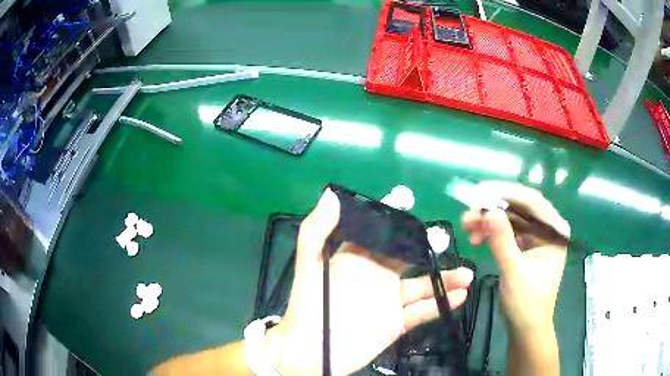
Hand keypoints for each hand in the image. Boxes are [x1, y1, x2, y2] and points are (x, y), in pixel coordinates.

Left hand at [267, 189, 473, 375]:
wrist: (311, 353)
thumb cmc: (309, 307)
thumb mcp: (309, 266)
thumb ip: (316, 231)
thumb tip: (332, 194)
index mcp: (357, 260)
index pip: (381, 235)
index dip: (397, 222)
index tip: (414, 207)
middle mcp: (377, 277)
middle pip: (409, 258)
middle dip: (428, 248)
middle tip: (448, 240)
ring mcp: (389, 301)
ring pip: (422, 285)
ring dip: (445, 279)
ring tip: (466, 274)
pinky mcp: (397, 323)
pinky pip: (422, 312)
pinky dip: (440, 304)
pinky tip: (459, 296)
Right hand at [462, 181, 569, 335]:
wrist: (525, 328)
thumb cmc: (526, 303)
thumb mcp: (514, 272)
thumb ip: (502, 241)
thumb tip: (489, 211)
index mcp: (555, 231)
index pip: (532, 202)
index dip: (506, 194)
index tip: (480, 193)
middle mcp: (548, 229)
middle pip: (520, 208)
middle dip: (493, 209)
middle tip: (469, 213)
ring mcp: (536, 238)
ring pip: (511, 219)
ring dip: (489, 221)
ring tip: (466, 226)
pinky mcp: (525, 247)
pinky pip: (507, 232)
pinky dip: (491, 233)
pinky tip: (476, 238)